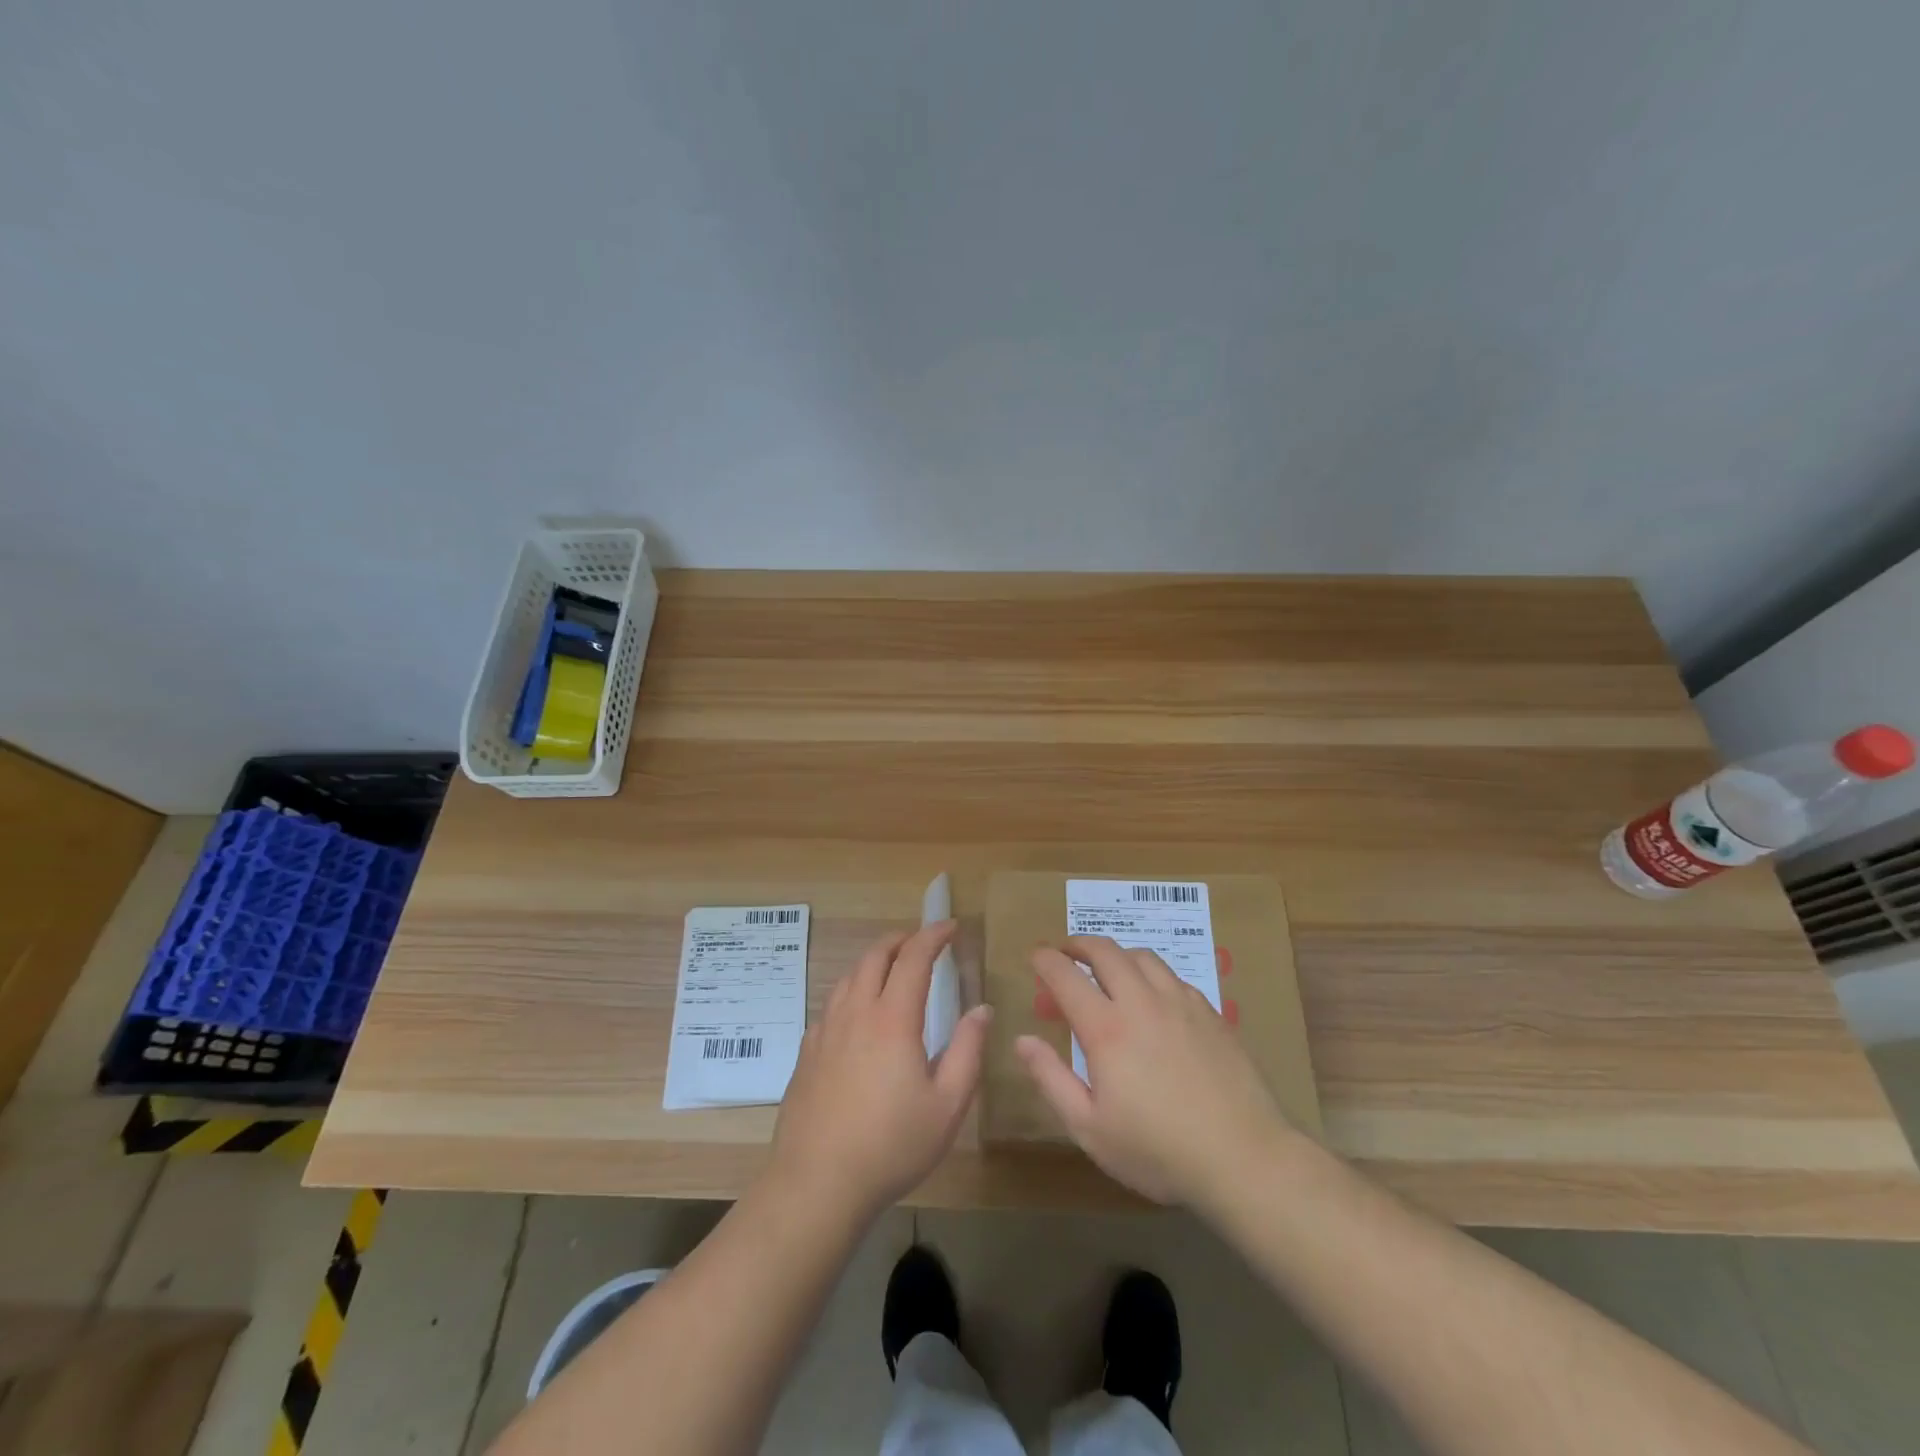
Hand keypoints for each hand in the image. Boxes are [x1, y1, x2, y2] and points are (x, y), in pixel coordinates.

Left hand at [769, 922, 990, 1217]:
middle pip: (875, 956)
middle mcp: (856, 1013)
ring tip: (893, 969)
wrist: (816, 1183)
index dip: (933, 935)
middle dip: (901, 939)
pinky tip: (860, 1013)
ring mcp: (826, 1030)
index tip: (951, 926)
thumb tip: (981, 1009)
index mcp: (892, 1019)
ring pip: (849, 976)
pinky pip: (833, 1002)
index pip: (914, 958)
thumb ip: (968, 1051)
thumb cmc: (891, 1145)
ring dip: (874, 960)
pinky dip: (853, 989)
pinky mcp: (808, 1052)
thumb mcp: (947, 1105)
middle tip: (923, 941)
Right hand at [1017, 935, 1289, 1206]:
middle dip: (1078, 944)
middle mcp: (1141, 1002)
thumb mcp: (1090, 1129)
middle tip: (1066, 953)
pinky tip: (1151, 995)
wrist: (1243, 1157)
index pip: (1066, 975)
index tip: (1035, 956)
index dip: (1045, 960)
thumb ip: (1051, 1079)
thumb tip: (1022, 1040)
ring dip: (1115, 954)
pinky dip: (1149, 973)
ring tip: (1107, 968)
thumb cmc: (1158, 1151)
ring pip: (1141, 956)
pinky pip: (1172, 976)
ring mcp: (1180, 1003)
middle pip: (1105, 951)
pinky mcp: (1210, 1012)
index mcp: (1106, 1029)